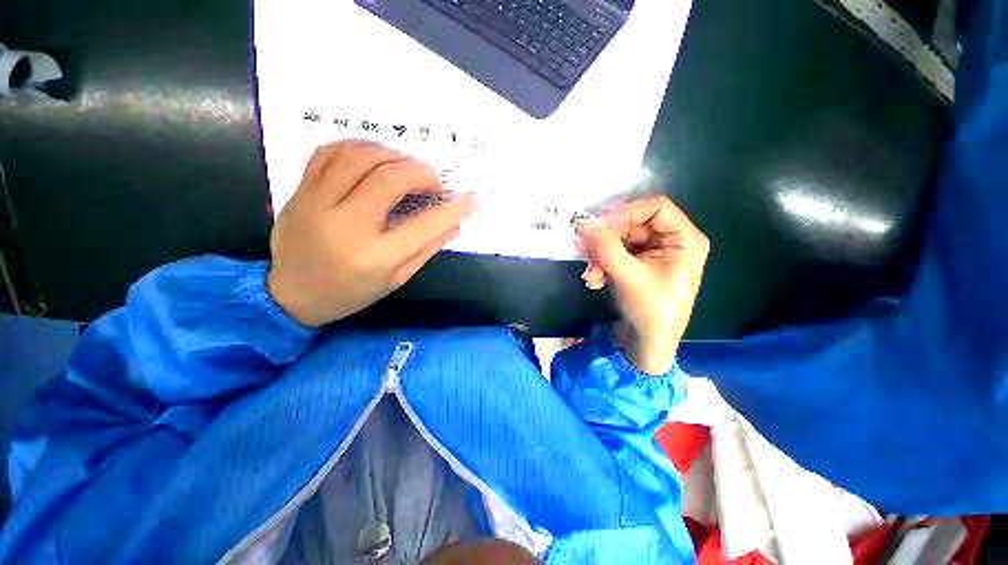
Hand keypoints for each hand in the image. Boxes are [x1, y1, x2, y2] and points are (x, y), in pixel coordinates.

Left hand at [268, 140, 477, 326]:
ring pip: (359, 157)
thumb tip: (455, 225)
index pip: (425, 225)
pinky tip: (375, 158)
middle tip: (434, 183)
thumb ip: (427, 249)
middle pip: (389, 178)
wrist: (291, 295)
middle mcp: (345, 226)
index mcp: (375, 256)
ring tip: (406, 168)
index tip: (472, 198)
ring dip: (393, 155)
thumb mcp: (396, 279)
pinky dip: (359, 148)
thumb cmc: (351, 293)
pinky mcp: (300, 192)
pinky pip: (329, 153)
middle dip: (421, 173)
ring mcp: (316, 204)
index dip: (453, 209)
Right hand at [576, 196, 708, 374]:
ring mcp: (652, 253)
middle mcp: (670, 241)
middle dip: (606, 241)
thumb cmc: (650, 313)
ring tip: (590, 276)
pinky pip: (614, 253)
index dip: (625, 212)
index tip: (597, 225)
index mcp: (684, 239)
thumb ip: (605, 248)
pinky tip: (594, 281)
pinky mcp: (637, 264)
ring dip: (600, 256)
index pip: (655, 207)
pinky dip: (601, 265)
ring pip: (619, 240)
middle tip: (584, 252)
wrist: (646, 345)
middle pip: (632, 224)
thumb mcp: (629, 277)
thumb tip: (582, 223)